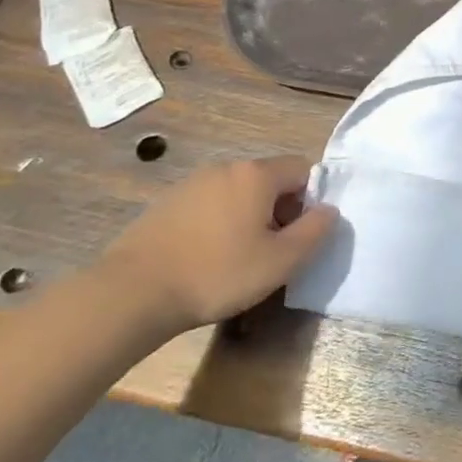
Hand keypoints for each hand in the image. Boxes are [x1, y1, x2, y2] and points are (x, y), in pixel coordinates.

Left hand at [98, 157, 335, 336]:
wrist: (130, 294)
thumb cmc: (217, 274)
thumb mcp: (281, 261)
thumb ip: (315, 231)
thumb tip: (330, 211)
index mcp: (256, 174)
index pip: (302, 168)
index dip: (311, 198)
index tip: (300, 233)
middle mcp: (225, 168)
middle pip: (269, 179)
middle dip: (280, 209)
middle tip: (274, 250)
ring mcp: (191, 183)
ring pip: (237, 193)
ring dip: (248, 217)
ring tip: (239, 257)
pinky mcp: (165, 204)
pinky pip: (208, 205)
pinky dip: (217, 224)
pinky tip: (206, 258)